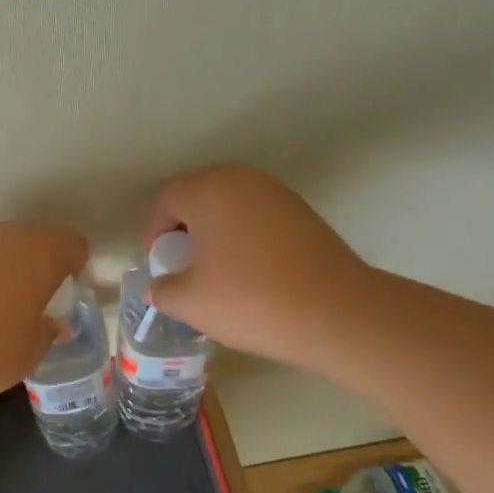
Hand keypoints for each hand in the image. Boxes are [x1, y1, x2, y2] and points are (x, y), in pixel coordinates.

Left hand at [0, 223, 89, 402]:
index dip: (74, 266)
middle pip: (30, 240)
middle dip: (34, 264)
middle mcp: (3, 235)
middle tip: (29, 300)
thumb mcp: (31, 352)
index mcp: (38, 253)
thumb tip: (51, 324)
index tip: (65, 292)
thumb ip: (47, 331)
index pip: (71, 245)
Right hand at [142, 165, 371, 370]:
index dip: (155, 233)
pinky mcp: (302, 210)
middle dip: (185, 229)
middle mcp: (241, 179)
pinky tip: (253, 272)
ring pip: (230, 205)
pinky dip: (246, 236)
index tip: (161, 266)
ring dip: (217, 232)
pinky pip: (258, 216)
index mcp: (207, 190)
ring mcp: (276, 192)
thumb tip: (159, 286)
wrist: (338, 313)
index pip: (166, 200)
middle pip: (198, 196)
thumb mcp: (190, 303)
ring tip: (219, 272)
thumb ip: (162, 290)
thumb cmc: (251, 300)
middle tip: (185, 267)